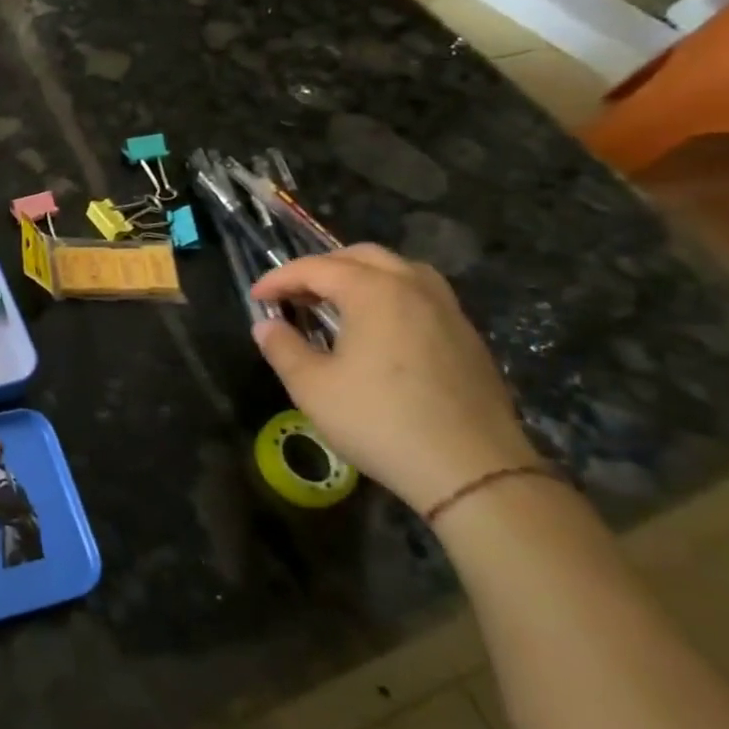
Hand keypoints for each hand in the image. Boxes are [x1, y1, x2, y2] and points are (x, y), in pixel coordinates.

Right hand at [249, 245, 539, 514]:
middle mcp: (413, 288)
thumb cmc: (380, 422)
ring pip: (400, 270)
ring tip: (339, 303)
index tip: (256, 296)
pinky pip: (423, 295)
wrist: (472, 471)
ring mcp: (448, 311)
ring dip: (362, 276)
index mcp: (373, 292)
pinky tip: (380, 329)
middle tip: (295, 294)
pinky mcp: (468, 338)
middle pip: (362, 256)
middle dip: (322, 268)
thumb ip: (283, 348)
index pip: (316, 268)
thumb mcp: (312, 388)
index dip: (280, 278)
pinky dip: (392, 296)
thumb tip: (266, 326)